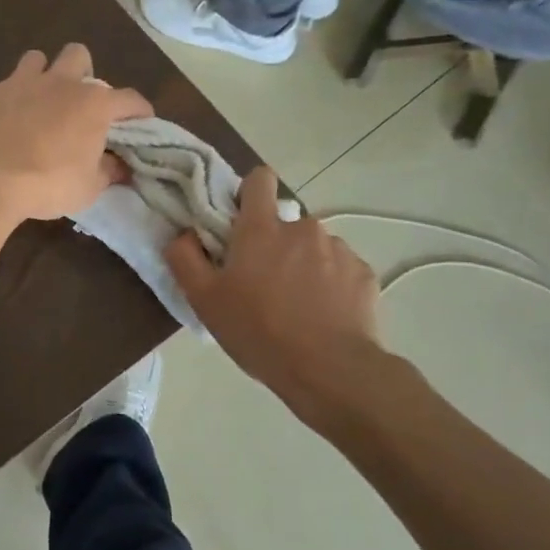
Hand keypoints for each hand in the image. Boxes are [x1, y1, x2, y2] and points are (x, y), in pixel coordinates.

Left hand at [0, 45, 151, 225]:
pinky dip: (16, 94)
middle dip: (83, 73)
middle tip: (79, 103)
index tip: (141, 122)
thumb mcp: (88, 188)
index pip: (130, 99)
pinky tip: (12, 117)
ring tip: (42, 100)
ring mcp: (25, 82)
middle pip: (79, 55)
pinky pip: (10, 81)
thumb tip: (118, 166)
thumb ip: (107, 171)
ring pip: (40, 58)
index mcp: (95, 104)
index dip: (139, 111)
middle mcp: (63, 83)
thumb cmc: (47, 184)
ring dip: (45, 74)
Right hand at [165, 165, 386, 430]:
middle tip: (263, 282)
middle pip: (284, 222)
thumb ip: (185, 257)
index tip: (240, 221)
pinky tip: (323, 315)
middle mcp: (302, 227)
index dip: (249, 193)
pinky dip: (330, 284)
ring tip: (297, 305)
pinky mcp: (364, 273)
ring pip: (313, 247)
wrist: (330, 370)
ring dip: (303, 264)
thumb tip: (185, 234)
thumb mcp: (204, 300)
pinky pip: (340, 269)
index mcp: (261, 229)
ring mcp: (339, 249)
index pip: (259, 179)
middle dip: (274, 243)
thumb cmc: (258, 331)